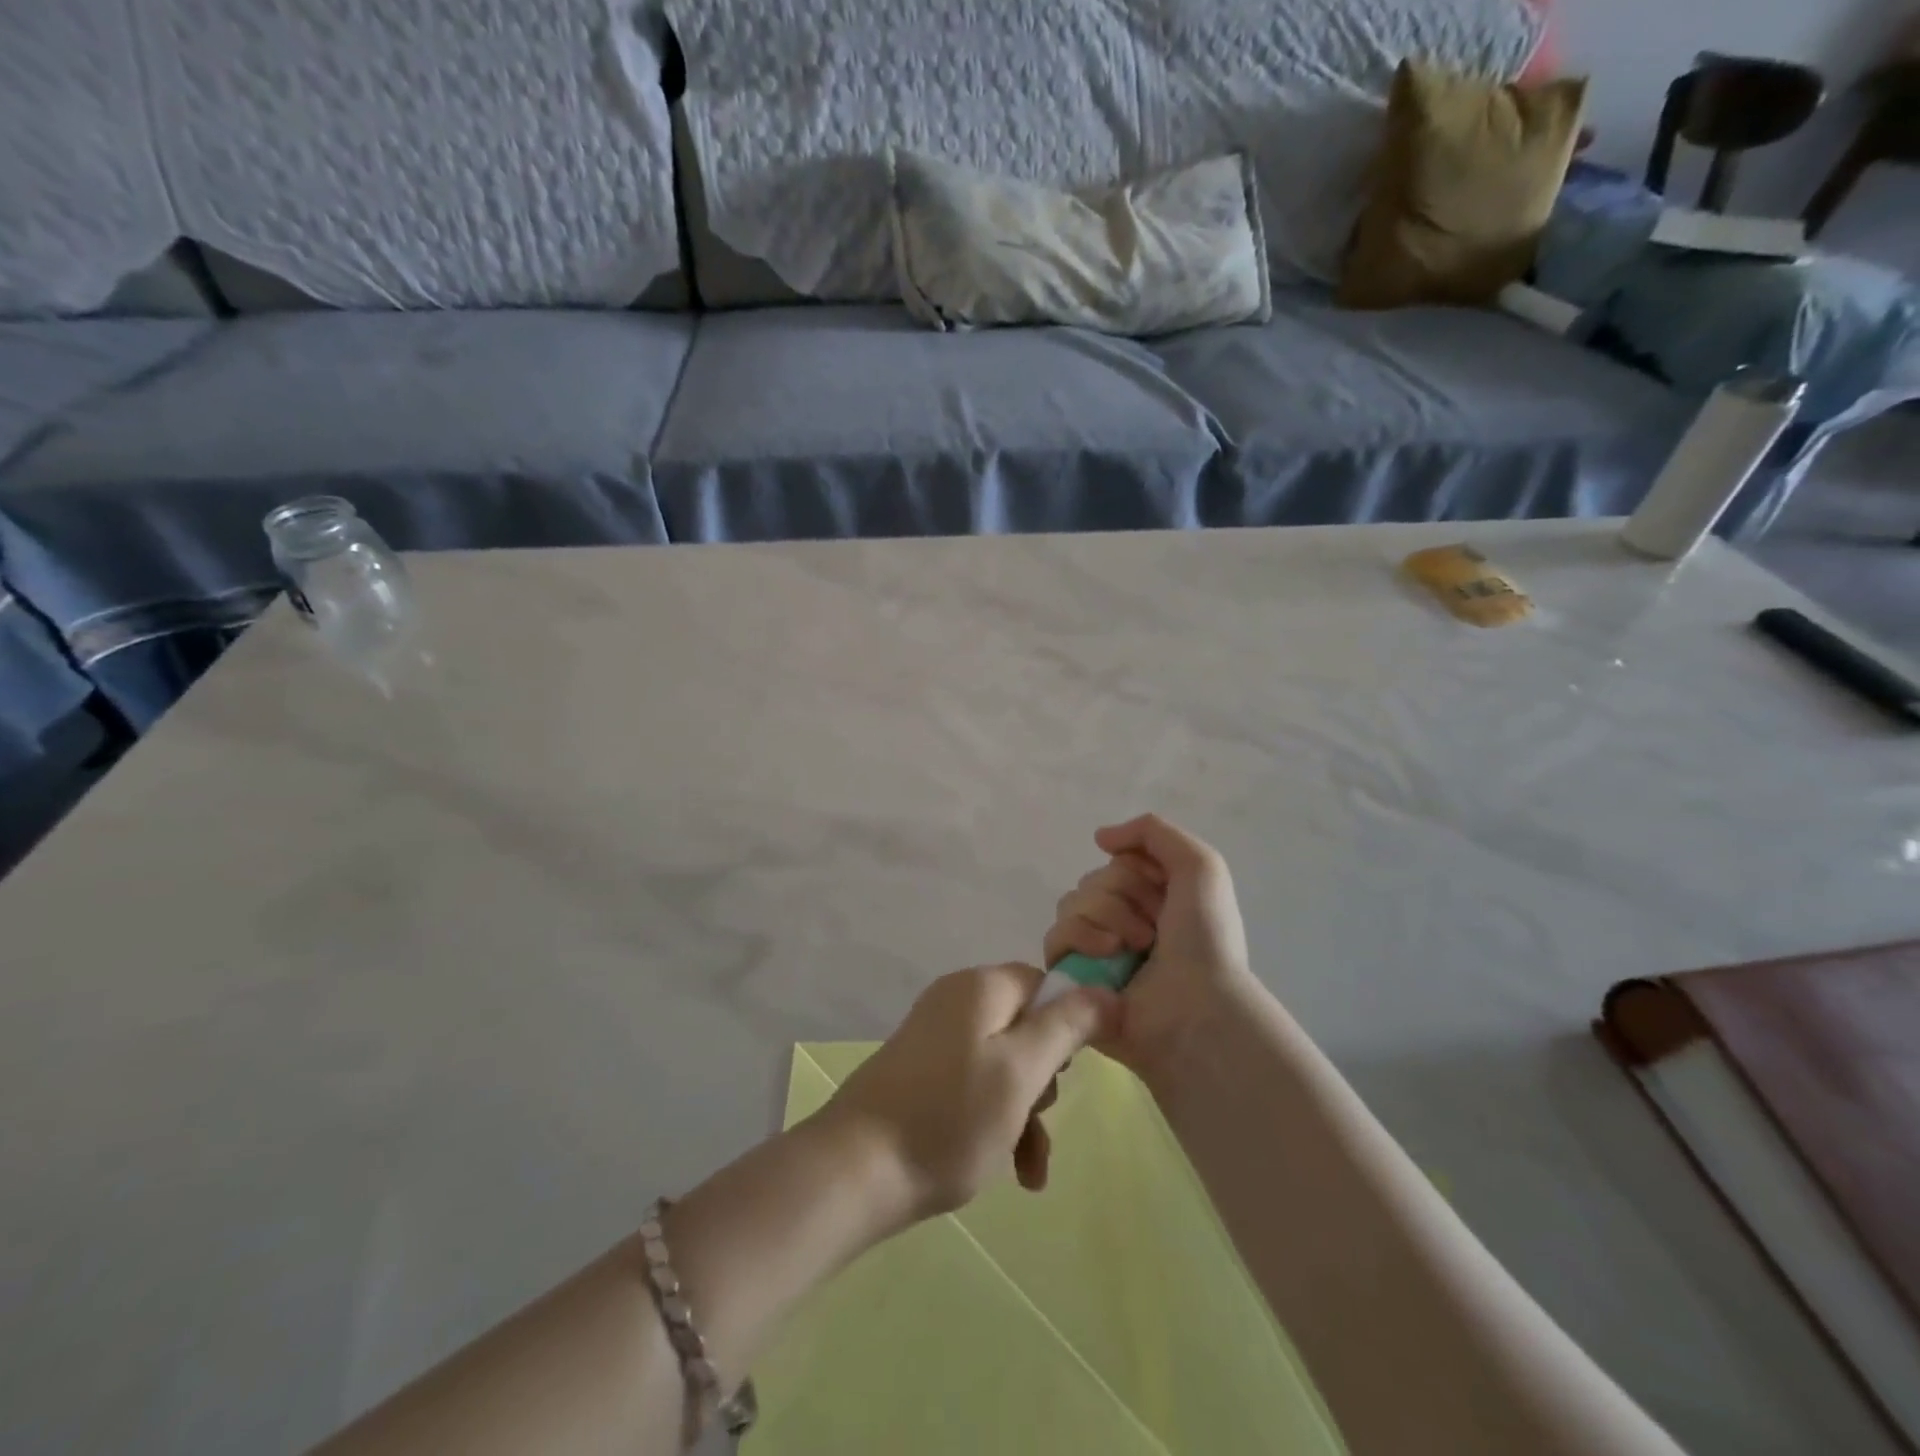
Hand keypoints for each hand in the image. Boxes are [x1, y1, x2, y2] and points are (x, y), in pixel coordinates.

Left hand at [817, 964, 1114, 1226]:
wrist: (855, 1171)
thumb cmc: (949, 1118)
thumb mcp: (1021, 1071)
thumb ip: (1066, 1026)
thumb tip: (1107, 990)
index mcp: (981, 987)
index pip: (1045, 985)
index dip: (1067, 1025)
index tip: (1066, 1073)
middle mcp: (957, 1001)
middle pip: (1026, 1027)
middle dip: (1043, 1080)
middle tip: (1038, 1118)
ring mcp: (935, 1037)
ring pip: (1004, 1064)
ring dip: (1025, 1112)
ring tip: (1025, 1168)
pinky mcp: (922, 1072)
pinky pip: (975, 1084)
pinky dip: (996, 1120)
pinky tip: (1009, 1170)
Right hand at [1043, 814, 1253, 1086]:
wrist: (1198, 1008)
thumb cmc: (1206, 939)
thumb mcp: (1201, 865)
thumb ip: (1153, 831)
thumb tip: (1100, 838)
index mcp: (1152, 900)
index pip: (1117, 862)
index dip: (1136, 871)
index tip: (1163, 892)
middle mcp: (1122, 922)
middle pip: (1092, 880)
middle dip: (1120, 896)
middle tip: (1153, 930)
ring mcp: (1095, 952)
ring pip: (1070, 904)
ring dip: (1103, 917)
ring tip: (1133, 949)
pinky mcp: (1072, 979)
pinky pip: (1055, 937)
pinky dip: (1080, 938)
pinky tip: (1107, 956)